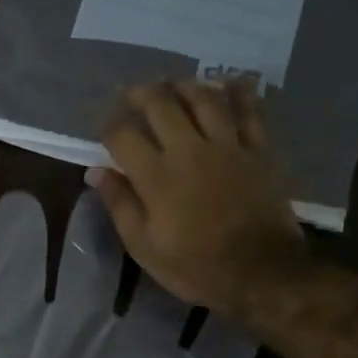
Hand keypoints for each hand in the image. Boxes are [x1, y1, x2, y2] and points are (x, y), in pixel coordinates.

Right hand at [89, 78, 308, 322]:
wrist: (261, 273)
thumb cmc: (195, 266)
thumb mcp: (144, 246)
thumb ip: (120, 204)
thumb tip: (96, 172)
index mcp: (156, 175)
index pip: (123, 134)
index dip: (108, 126)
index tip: (104, 128)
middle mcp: (189, 149)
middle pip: (161, 103)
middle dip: (141, 93)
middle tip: (132, 94)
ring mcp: (228, 145)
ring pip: (203, 98)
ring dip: (184, 86)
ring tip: (174, 86)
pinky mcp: (258, 150)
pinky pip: (250, 111)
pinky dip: (240, 92)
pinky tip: (229, 83)